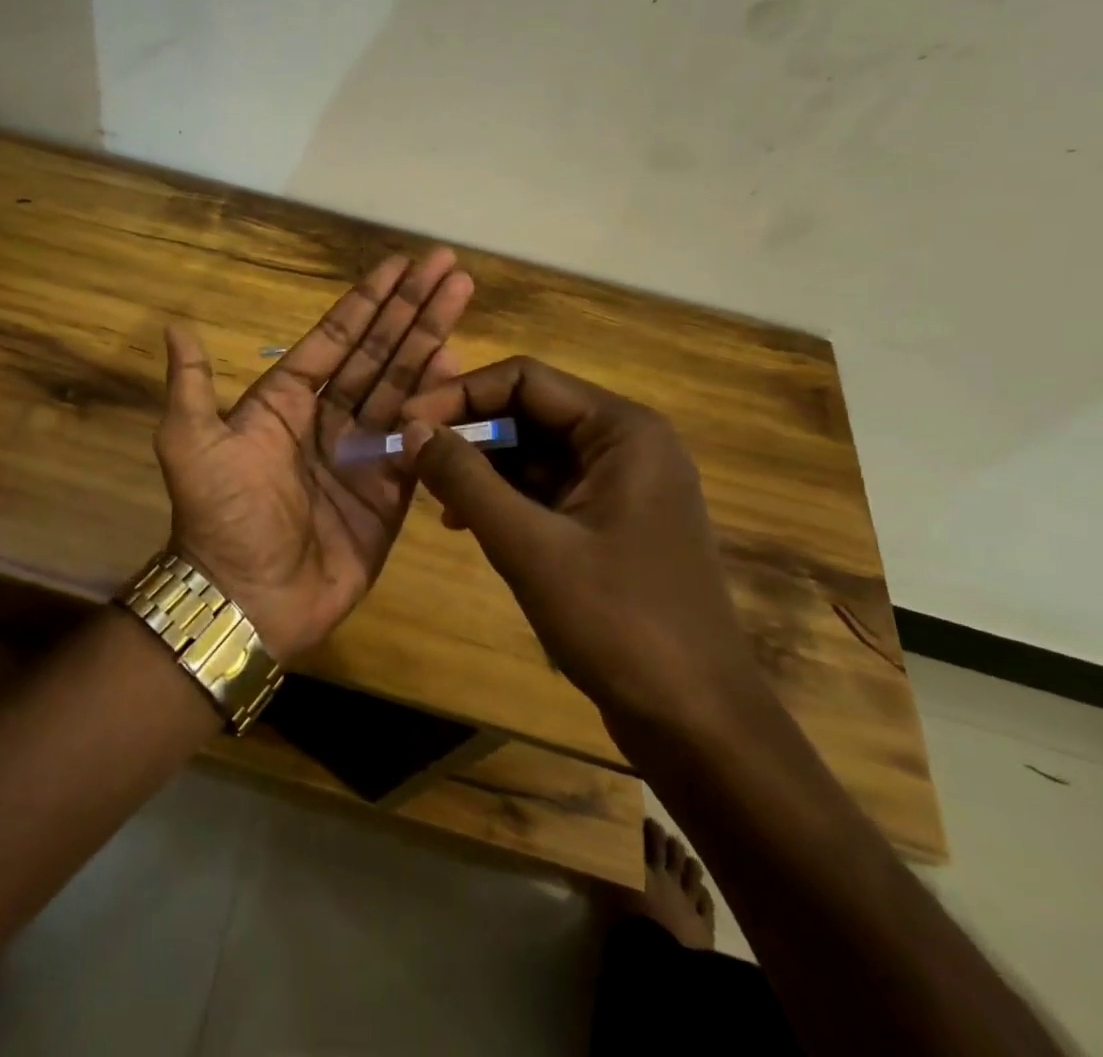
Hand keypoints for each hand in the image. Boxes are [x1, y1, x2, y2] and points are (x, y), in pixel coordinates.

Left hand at [152, 250, 472, 662]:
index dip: (366, 302)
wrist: (247, 599)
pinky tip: (460, 367)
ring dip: (431, 341)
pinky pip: (420, 439)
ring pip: (403, 386)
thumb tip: (175, 325)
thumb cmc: (220, 517)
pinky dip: (439, 405)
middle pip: (377, 351)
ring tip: (461, 297)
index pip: (334, 339)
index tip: (399, 265)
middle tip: (446, 265)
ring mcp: (362, 453)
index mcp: (284, 402)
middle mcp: (327, 419)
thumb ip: (191, 386)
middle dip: (411, 308)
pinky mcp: (390, 491)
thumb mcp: (190, 444)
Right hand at [399, 357, 764, 732]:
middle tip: (410, 458)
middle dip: (468, 432)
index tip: (405, 422)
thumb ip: (465, 479)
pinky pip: (544, 489)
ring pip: (532, 451)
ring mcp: (621, 485)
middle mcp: (626, 444)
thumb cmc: (618, 623)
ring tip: (431, 495)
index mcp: (622, 431)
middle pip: (529, 411)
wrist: (697, 723)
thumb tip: (411, 428)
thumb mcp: (528, 546)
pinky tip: (464, 522)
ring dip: (480, 467)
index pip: (525, 380)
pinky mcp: (610, 522)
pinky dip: (502, 498)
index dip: (459, 395)